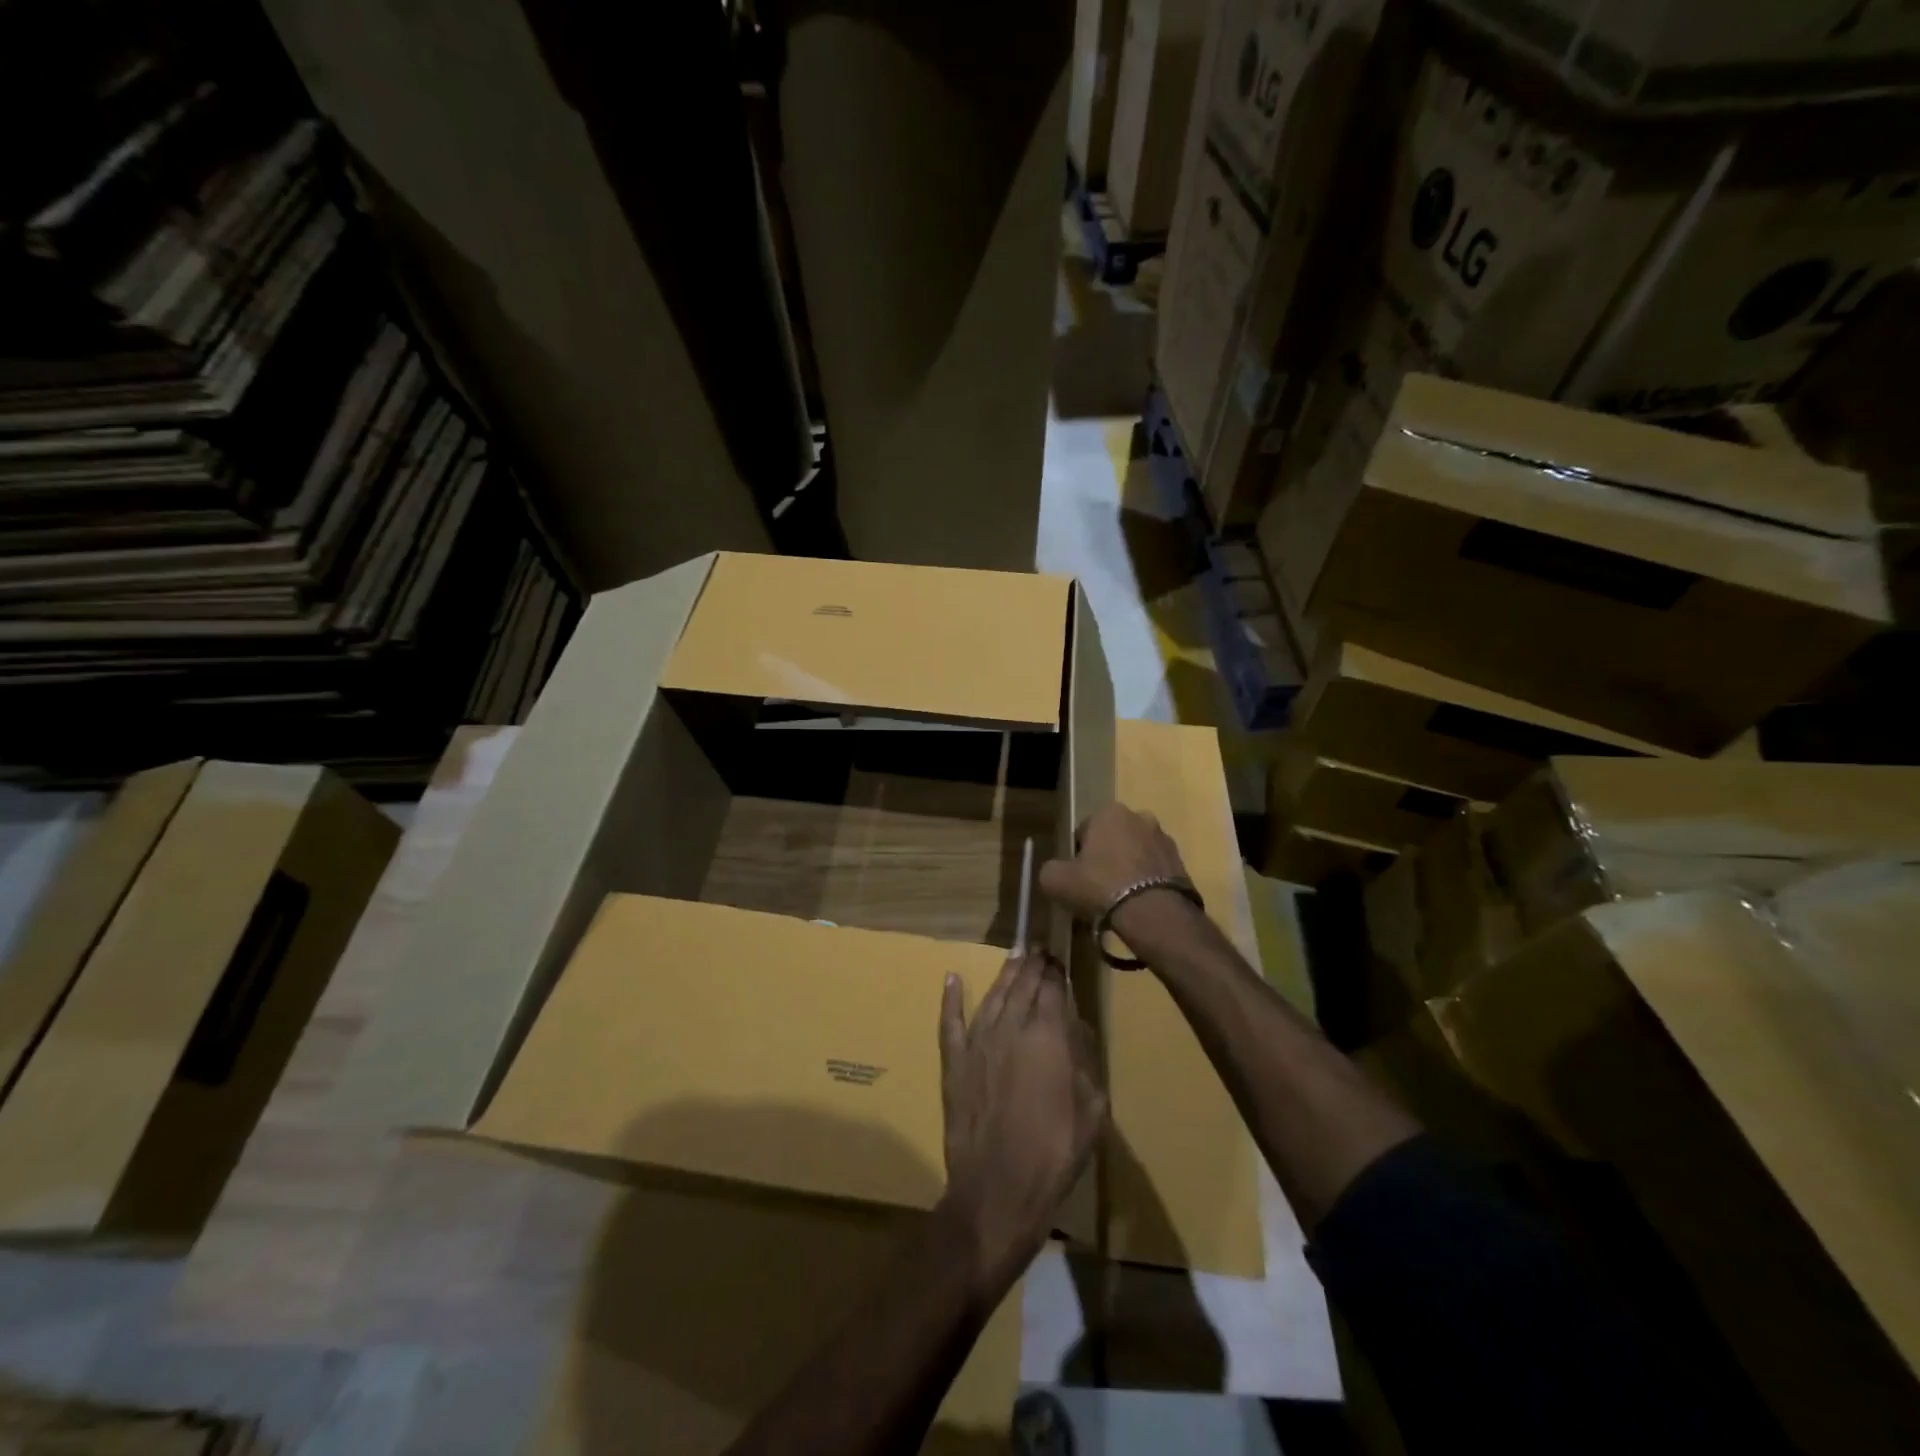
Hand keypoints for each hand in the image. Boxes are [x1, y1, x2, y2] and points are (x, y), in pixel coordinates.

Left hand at [937, 952, 1105, 1301]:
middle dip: (1032, 966)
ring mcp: (977, 1043)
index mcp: (1047, 1037)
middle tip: (1038, 950)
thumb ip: (1085, 1061)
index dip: (1056, 972)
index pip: (1051, 990)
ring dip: (1004, 974)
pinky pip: (949, 1021)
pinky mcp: (953, 1062)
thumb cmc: (1055, 1152)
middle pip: (1022, 986)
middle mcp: (1010, 1028)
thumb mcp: (1092, 1109)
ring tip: (1013, 956)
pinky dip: (950, 998)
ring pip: (992, 997)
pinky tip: (951, 978)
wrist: (998, 1188)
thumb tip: (1074, 1029)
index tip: (1058, 959)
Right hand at [1039, 803, 1192, 940]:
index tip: (1077, 877)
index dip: (1077, 855)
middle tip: (1097, 888)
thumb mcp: (1056, 881)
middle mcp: (1140, 817)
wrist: (1153, 913)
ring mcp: (1164, 839)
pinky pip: (1155, 871)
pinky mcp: (1182, 862)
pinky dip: (1147, 883)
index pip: (1084, 830)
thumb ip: (1051, 870)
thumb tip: (1056, 872)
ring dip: (1128, 869)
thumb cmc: (1100, 887)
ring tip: (1121, 900)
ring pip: (1136, 854)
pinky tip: (1139, 905)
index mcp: (1109, 812)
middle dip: (1106, 858)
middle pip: (1113, 839)